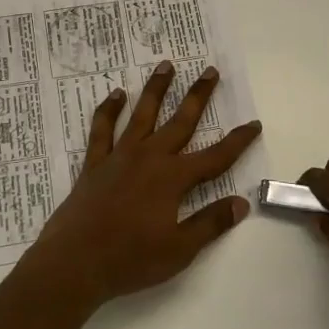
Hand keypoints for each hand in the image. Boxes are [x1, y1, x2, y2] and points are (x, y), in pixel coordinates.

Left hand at [24, 60, 260, 313]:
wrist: (74, 262)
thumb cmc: (130, 260)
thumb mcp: (179, 250)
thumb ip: (210, 223)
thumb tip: (242, 202)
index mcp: (173, 179)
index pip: (215, 156)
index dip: (237, 141)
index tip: (254, 123)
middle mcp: (149, 158)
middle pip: (180, 121)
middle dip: (198, 96)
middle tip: (209, 71)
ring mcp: (120, 156)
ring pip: (143, 114)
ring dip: (156, 89)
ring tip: (166, 65)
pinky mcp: (95, 162)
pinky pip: (103, 129)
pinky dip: (109, 110)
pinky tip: (116, 94)